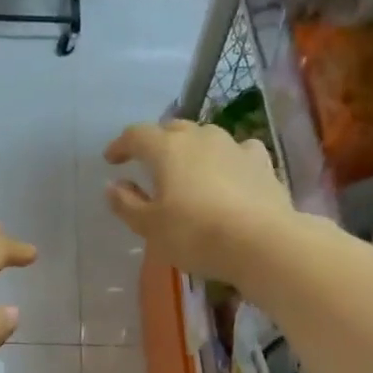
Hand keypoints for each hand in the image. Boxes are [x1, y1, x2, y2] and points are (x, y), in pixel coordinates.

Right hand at [104, 120, 293, 283]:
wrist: (261, 242)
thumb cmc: (195, 234)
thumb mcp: (150, 227)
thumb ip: (127, 204)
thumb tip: (113, 185)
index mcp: (167, 149)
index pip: (137, 135)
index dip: (121, 145)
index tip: (111, 160)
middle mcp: (200, 137)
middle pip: (172, 130)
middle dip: (156, 143)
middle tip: (148, 162)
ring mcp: (234, 146)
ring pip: (205, 137)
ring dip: (191, 148)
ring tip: (187, 169)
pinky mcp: (261, 162)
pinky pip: (237, 151)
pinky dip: (226, 158)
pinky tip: (228, 172)